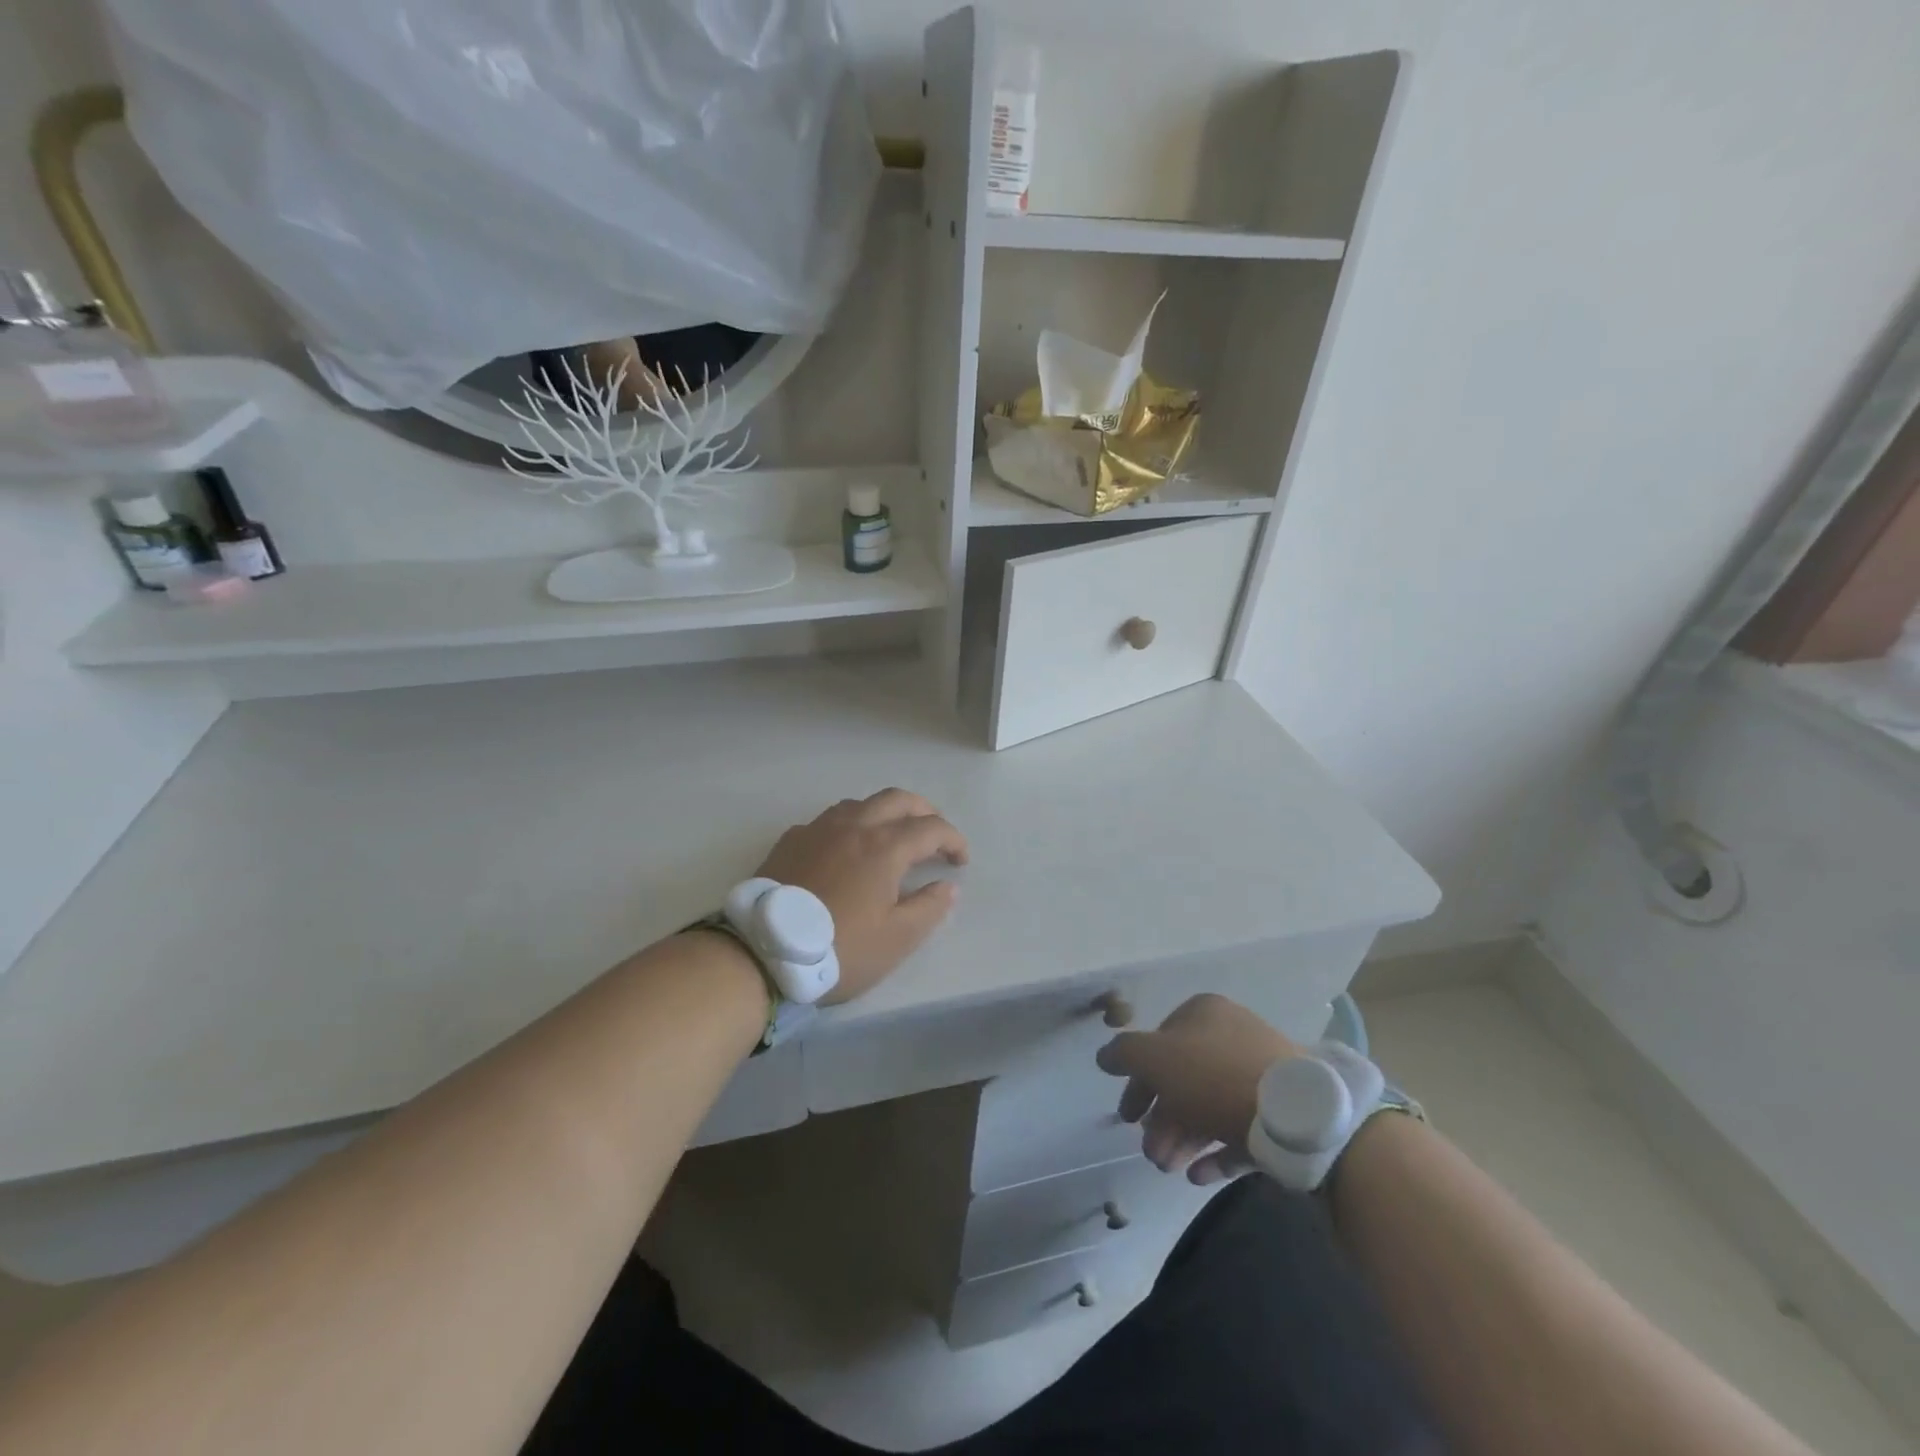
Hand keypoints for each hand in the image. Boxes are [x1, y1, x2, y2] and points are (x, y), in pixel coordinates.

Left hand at [756, 789, 967, 1004]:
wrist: (763, 953)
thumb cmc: (839, 948)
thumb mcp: (896, 940)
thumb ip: (929, 908)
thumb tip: (947, 886)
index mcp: (884, 846)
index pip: (931, 828)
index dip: (953, 840)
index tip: (960, 861)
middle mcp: (854, 826)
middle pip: (898, 799)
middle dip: (924, 811)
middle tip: (934, 834)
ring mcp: (818, 829)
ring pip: (860, 803)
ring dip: (885, 812)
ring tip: (891, 836)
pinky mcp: (791, 840)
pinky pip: (829, 820)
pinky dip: (850, 825)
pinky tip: (845, 849)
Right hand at [1096, 994, 1301, 1183]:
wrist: (1296, 1115)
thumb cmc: (1215, 1077)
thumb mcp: (1155, 1058)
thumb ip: (1124, 1054)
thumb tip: (1104, 1055)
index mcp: (1204, 1014)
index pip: (1159, 1043)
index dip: (1138, 1080)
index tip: (1128, 1116)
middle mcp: (1231, 1037)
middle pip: (1183, 1080)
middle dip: (1161, 1120)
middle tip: (1150, 1153)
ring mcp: (1259, 1074)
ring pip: (1208, 1107)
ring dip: (1181, 1138)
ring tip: (1168, 1169)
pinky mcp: (1280, 1112)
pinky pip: (1239, 1130)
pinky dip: (1214, 1152)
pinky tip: (1197, 1175)